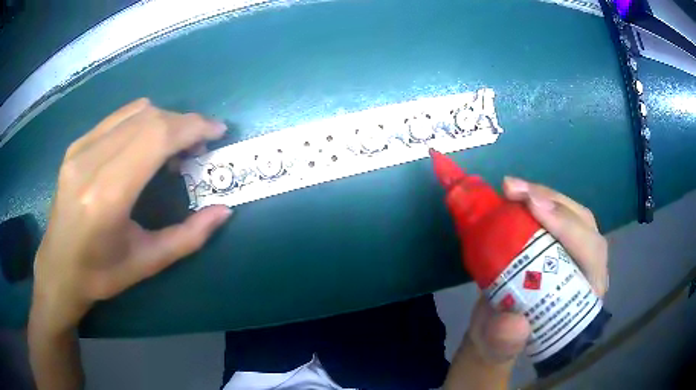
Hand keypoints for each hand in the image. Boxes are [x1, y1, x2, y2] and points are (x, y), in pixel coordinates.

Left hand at [30, 98, 231, 333]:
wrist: (58, 268)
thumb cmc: (101, 274)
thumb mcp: (147, 263)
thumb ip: (189, 237)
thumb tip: (224, 210)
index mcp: (107, 196)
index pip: (156, 137)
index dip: (192, 127)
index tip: (217, 132)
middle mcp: (90, 162)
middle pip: (149, 118)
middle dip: (183, 124)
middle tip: (198, 147)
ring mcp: (80, 149)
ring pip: (135, 112)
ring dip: (164, 121)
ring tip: (173, 148)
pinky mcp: (76, 145)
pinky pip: (118, 118)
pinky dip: (143, 122)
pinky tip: (145, 145)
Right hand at [463, 177, 608, 366]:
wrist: (495, 331)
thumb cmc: (502, 341)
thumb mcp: (499, 347)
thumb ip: (505, 342)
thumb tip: (515, 323)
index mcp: (584, 298)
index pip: (590, 254)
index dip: (568, 227)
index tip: (533, 207)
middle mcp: (587, 271)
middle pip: (584, 225)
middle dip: (553, 203)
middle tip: (514, 190)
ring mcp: (574, 253)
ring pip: (572, 213)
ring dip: (543, 195)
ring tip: (511, 188)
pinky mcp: (558, 243)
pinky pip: (555, 213)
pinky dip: (535, 199)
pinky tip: (515, 195)